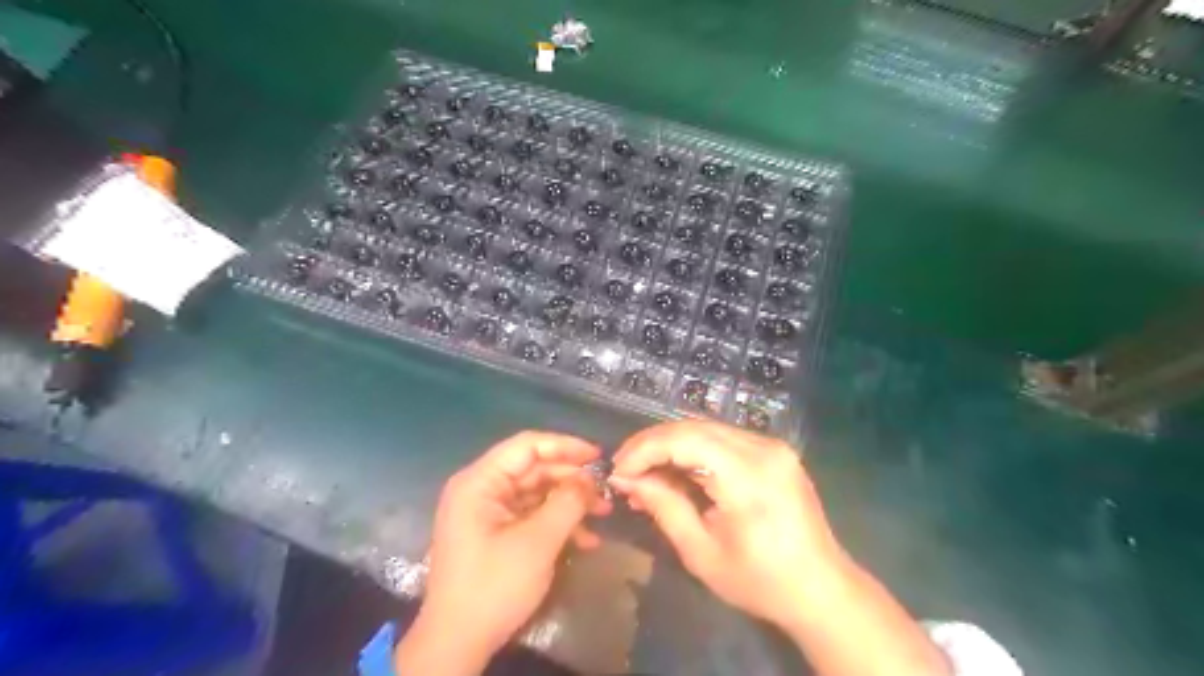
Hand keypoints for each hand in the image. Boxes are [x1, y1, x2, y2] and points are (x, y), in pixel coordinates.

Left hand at [399, 434, 613, 674]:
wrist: (458, 644)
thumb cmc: (494, 586)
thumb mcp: (538, 542)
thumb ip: (567, 503)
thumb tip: (589, 479)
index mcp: (480, 482)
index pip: (527, 446)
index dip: (565, 446)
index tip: (598, 457)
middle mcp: (481, 489)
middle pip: (534, 469)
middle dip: (572, 479)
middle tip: (605, 491)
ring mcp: (488, 511)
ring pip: (537, 492)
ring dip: (570, 502)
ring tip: (603, 513)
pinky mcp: (495, 532)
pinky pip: (531, 515)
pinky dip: (557, 522)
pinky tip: (586, 539)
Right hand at [607, 420, 840, 631]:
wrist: (822, 590)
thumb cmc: (760, 581)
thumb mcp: (701, 552)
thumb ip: (663, 507)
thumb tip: (626, 479)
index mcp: (748, 476)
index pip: (684, 439)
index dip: (644, 449)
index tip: (617, 471)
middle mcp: (763, 448)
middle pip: (694, 427)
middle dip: (652, 444)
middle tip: (625, 469)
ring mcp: (773, 446)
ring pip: (707, 429)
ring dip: (671, 445)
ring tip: (645, 472)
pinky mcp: (775, 451)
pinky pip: (724, 439)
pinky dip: (695, 450)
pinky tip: (678, 471)